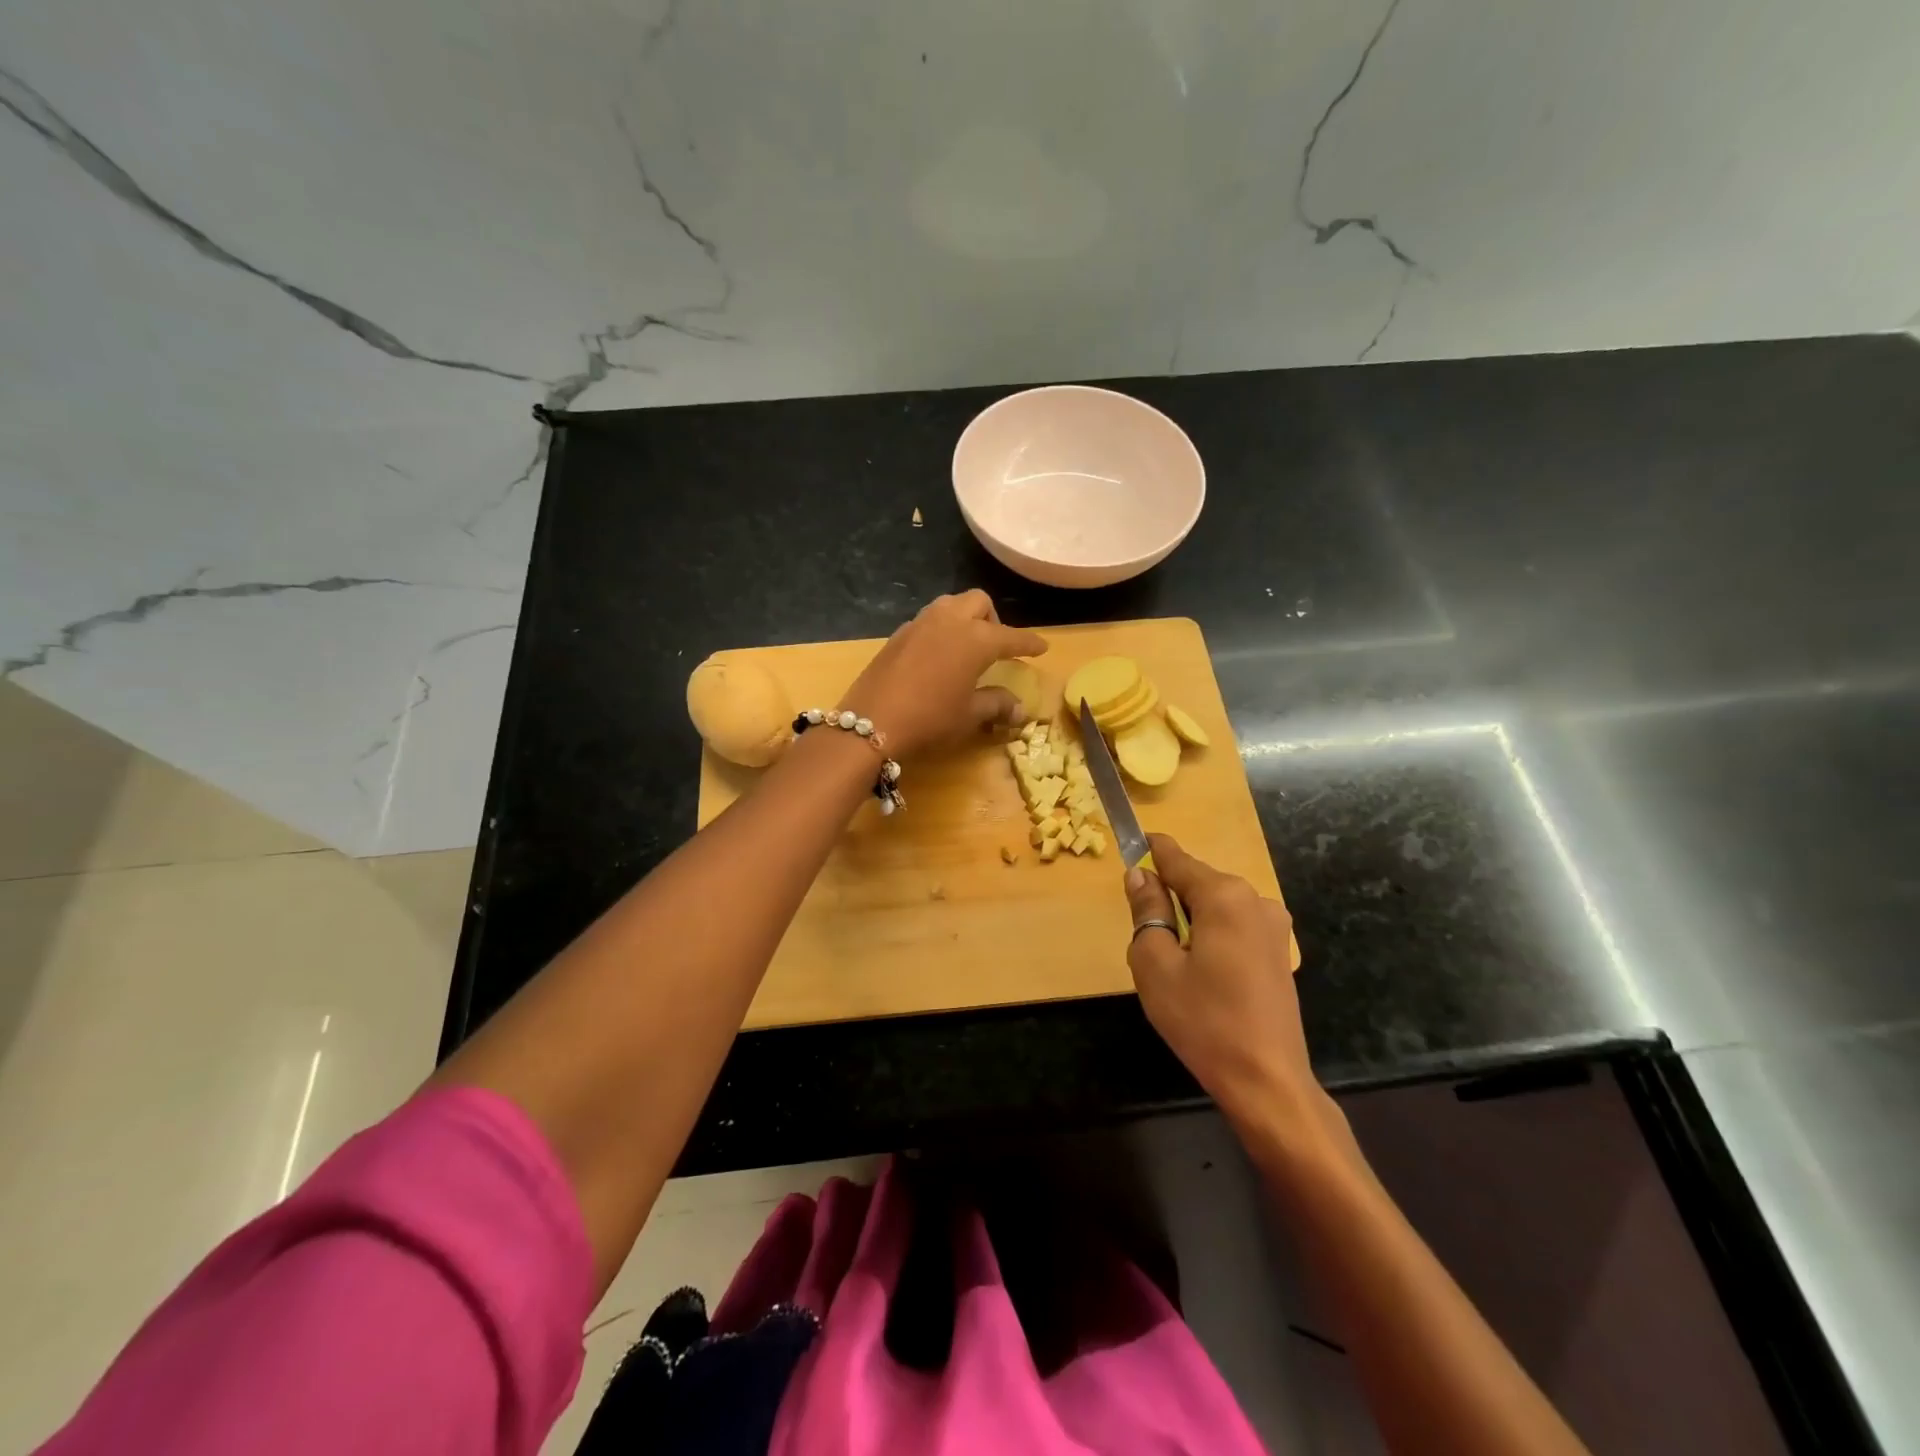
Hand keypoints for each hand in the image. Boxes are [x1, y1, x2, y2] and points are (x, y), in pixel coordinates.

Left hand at [843, 590, 1046, 758]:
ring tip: (965, 646)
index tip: (1042, 647)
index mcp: (976, 639)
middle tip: (995, 647)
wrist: (871, 724)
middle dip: (992, 619)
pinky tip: (937, 656)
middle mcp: (950, 621)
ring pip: (950, 604)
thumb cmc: (930, 719)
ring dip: (964, 618)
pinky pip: (928, 620)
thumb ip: (996, 705)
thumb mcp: (969, 715)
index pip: (1012, 636)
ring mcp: (920, 624)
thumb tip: (1020, 709)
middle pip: (978, 603)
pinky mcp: (898, 634)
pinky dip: (940, 629)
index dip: (1029, 643)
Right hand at [1123, 834, 1314, 1119]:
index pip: (1177, 859)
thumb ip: (1147, 911)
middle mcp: (1255, 900)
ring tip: (1172, 960)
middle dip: (1169, 895)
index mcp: (1224, 896)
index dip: (1151, 850)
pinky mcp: (1280, 953)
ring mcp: (1274, 927)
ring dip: (1190, 918)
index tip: (1131, 841)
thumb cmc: (1203, 1020)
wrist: (1266, 1080)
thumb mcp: (1155, 964)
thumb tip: (1140, 875)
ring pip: (1217, 906)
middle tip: (1144, 931)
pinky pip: (1235, 927)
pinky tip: (1202, 972)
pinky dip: (1212, 934)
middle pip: (1198, 882)